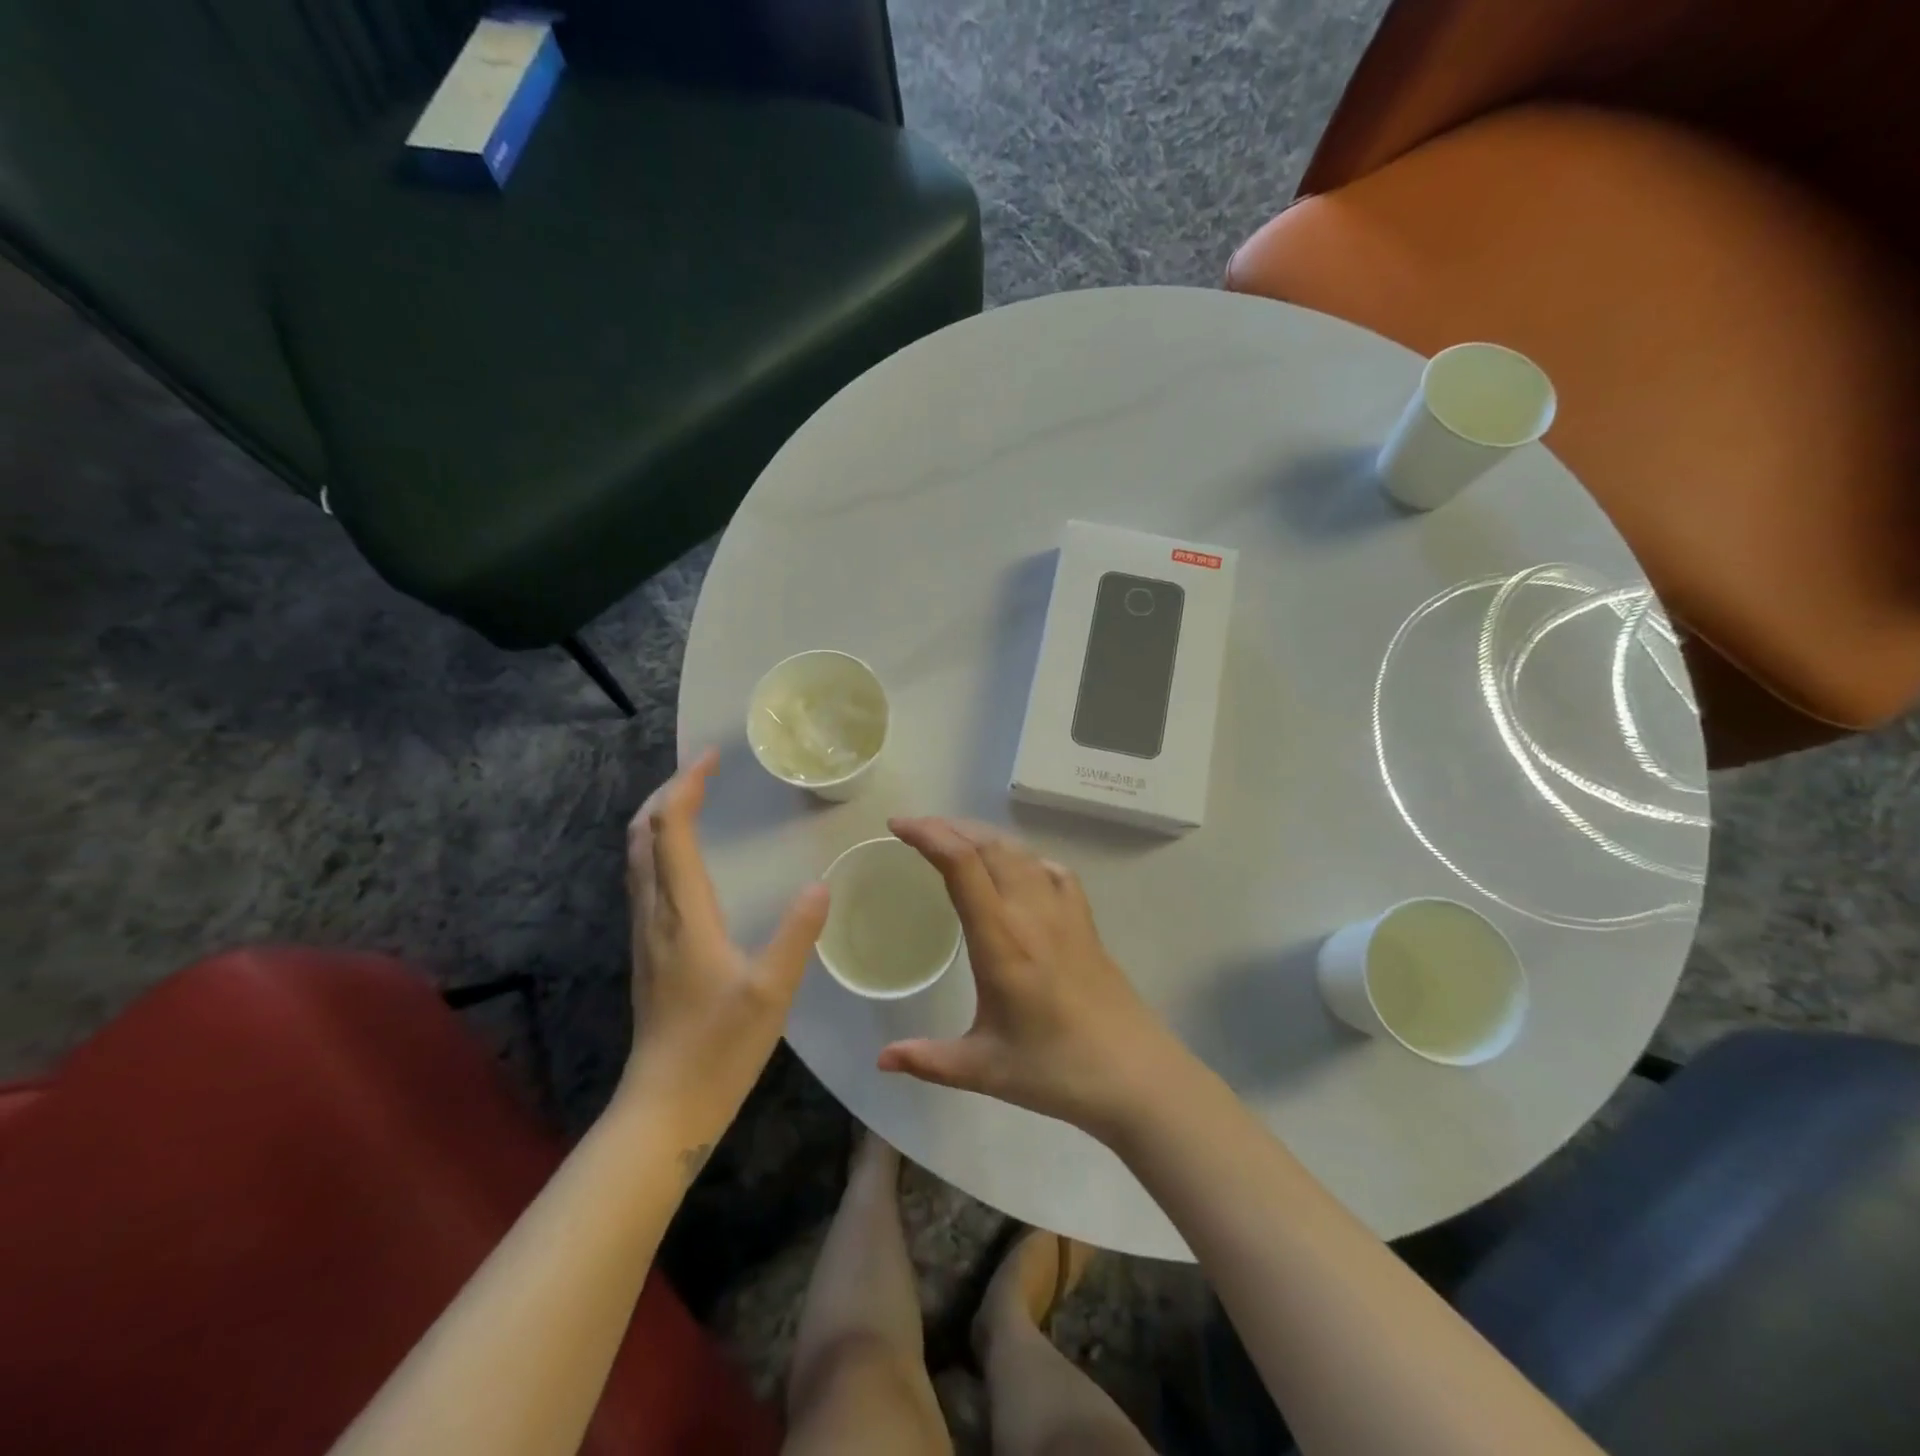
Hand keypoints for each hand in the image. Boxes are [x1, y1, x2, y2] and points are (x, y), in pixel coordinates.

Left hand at [621, 750, 829, 1160]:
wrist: (665, 1108)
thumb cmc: (718, 1049)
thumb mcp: (771, 992)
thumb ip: (796, 934)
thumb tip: (820, 884)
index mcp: (682, 915)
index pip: (670, 832)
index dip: (685, 787)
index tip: (711, 758)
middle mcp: (655, 915)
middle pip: (642, 835)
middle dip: (667, 792)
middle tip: (703, 770)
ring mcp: (647, 934)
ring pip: (638, 857)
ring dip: (659, 818)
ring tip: (693, 798)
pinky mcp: (650, 951)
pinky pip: (645, 879)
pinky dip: (660, 847)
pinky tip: (686, 858)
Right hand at [876, 818, 1177, 1136]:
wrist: (1137, 1076)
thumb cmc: (1058, 1071)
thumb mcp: (985, 1069)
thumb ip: (929, 1060)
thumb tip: (882, 1059)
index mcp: (1002, 938)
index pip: (962, 864)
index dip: (928, 835)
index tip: (898, 826)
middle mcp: (1032, 911)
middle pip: (989, 845)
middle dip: (949, 827)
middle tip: (916, 831)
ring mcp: (1064, 912)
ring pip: (1020, 851)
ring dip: (983, 836)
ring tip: (955, 841)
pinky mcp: (1086, 922)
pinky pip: (1051, 871)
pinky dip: (1024, 858)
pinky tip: (1016, 871)